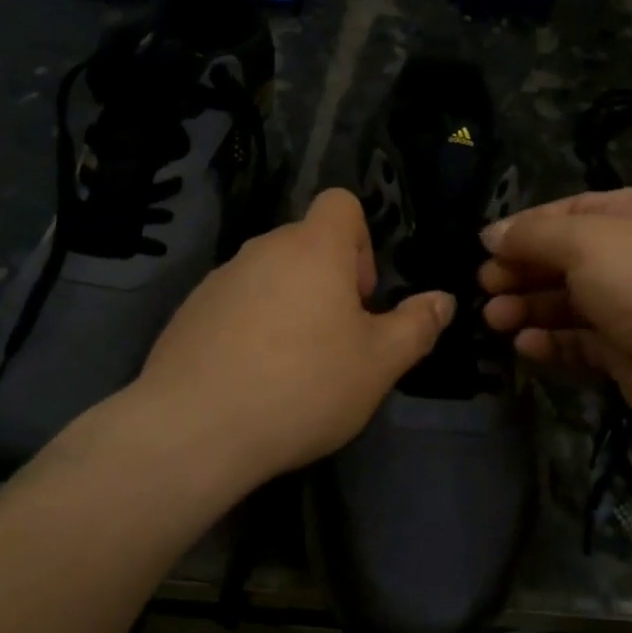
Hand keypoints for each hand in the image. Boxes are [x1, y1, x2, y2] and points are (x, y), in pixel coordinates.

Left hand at [129, 189, 453, 487]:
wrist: (194, 428)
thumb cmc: (303, 386)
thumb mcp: (379, 364)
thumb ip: (416, 325)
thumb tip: (442, 300)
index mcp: (313, 248)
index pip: (341, 204)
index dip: (361, 241)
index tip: (360, 296)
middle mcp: (263, 248)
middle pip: (307, 243)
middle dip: (329, 281)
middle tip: (336, 340)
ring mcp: (220, 278)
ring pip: (271, 275)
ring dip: (291, 304)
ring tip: (293, 366)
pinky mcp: (189, 310)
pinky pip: (236, 302)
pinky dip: (252, 325)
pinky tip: (251, 378)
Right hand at [479, 188, 631, 432]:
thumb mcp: (584, 240)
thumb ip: (532, 235)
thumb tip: (490, 233)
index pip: (567, 212)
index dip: (524, 229)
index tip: (485, 248)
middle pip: (563, 258)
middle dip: (521, 272)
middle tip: (484, 288)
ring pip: (567, 302)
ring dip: (528, 308)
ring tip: (494, 320)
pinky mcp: (629, 351)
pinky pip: (580, 341)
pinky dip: (552, 342)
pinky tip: (526, 346)